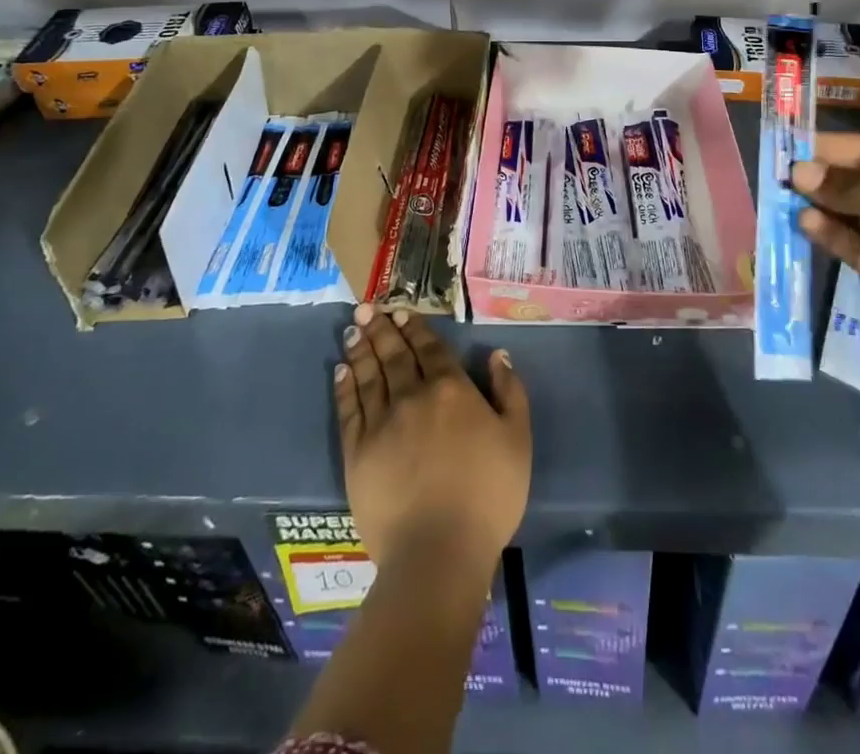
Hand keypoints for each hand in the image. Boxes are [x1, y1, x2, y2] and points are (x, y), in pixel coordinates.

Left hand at [336, 303, 531, 578]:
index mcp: (451, 390)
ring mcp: (381, 423)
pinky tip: (341, 371)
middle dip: (382, 329)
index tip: (401, 311)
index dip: (415, 328)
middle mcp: (413, 396)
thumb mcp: (518, 440)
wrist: (438, 551)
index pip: (430, 349)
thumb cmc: (487, 495)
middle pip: (395, 355)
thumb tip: (497, 354)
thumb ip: (510, 392)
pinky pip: (349, 410)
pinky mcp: (357, 453)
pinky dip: (344, 386)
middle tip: (367, 308)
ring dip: (361, 349)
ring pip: (369, 375)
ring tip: (353, 329)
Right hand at [792, 133, 859, 397]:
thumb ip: (854, 187)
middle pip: (859, 180)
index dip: (833, 148)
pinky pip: (854, 245)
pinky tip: (805, 224)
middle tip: (778, 175)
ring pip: (852, 213)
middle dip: (822, 177)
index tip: (790, 148)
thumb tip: (799, 172)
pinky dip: (830, 234)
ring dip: (821, 206)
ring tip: (783, 200)